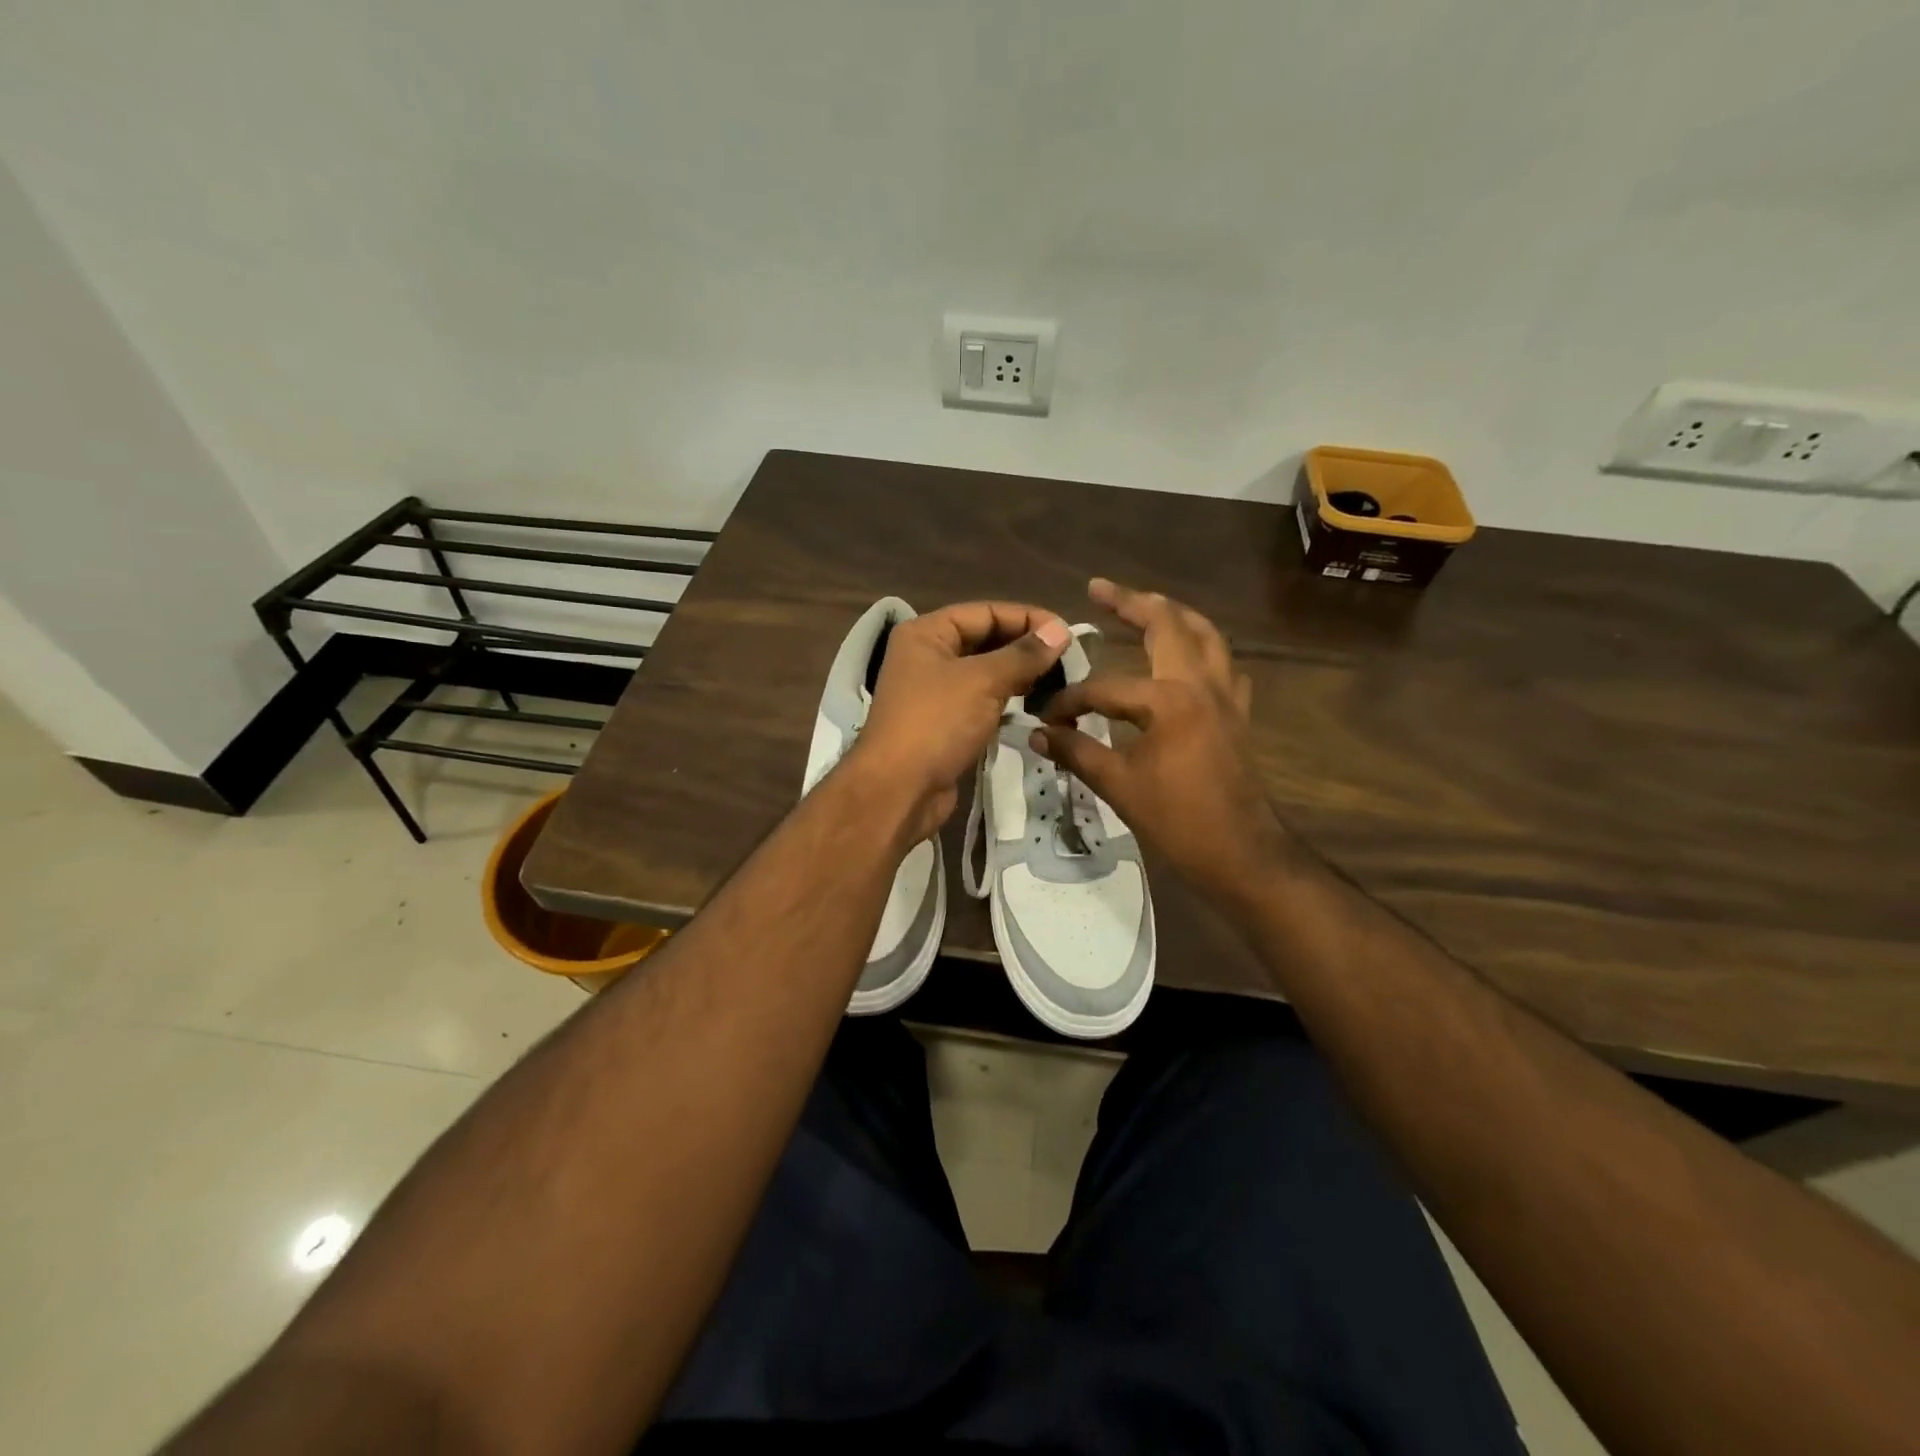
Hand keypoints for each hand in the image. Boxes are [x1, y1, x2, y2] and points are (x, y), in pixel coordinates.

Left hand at [847, 602, 1071, 841]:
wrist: (898, 790)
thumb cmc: (937, 722)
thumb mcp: (983, 681)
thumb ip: (1024, 654)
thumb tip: (1060, 630)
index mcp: (926, 633)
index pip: (985, 612)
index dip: (1027, 618)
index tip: (1067, 632)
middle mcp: (927, 656)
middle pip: (984, 640)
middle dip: (1025, 647)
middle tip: (1069, 658)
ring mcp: (934, 692)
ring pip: (985, 673)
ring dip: (1019, 675)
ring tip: (1059, 680)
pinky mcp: (944, 723)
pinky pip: (981, 701)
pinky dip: (1007, 700)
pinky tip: (1036, 705)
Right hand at [1031, 578, 1290, 909]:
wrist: (1243, 855)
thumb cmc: (1180, 821)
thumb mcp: (1119, 786)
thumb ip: (1076, 753)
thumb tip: (1037, 734)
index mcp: (1169, 699)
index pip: (1106, 688)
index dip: (1070, 702)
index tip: (1045, 721)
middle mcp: (1201, 684)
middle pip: (1169, 625)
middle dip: (1132, 602)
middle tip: (1100, 588)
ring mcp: (1226, 696)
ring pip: (1206, 635)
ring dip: (1175, 615)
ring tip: (1147, 605)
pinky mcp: (1237, 714)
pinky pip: (1224, 666)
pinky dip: (1204, 650)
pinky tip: (1189, 660)